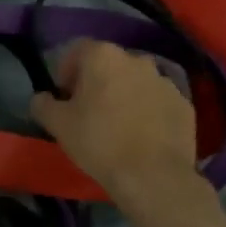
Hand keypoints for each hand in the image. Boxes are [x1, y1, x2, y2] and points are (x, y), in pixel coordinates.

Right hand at [29, 39, 202, 199]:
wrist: (153, 176)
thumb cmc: (99, 142)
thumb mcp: (57, 124)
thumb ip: (42, 104)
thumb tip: (42, 98)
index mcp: (103, 56)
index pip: (77, 50)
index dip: (66, 70)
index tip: (64, 96)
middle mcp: (136, 59)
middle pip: (109, 64)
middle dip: (97, 81)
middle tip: (88, 110)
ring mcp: (165, 81)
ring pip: (135, 81)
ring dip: (124, 94)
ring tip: (117, 124)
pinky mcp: (184, 104)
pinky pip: (157, 101)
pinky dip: (147, 110)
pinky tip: (141, 135)